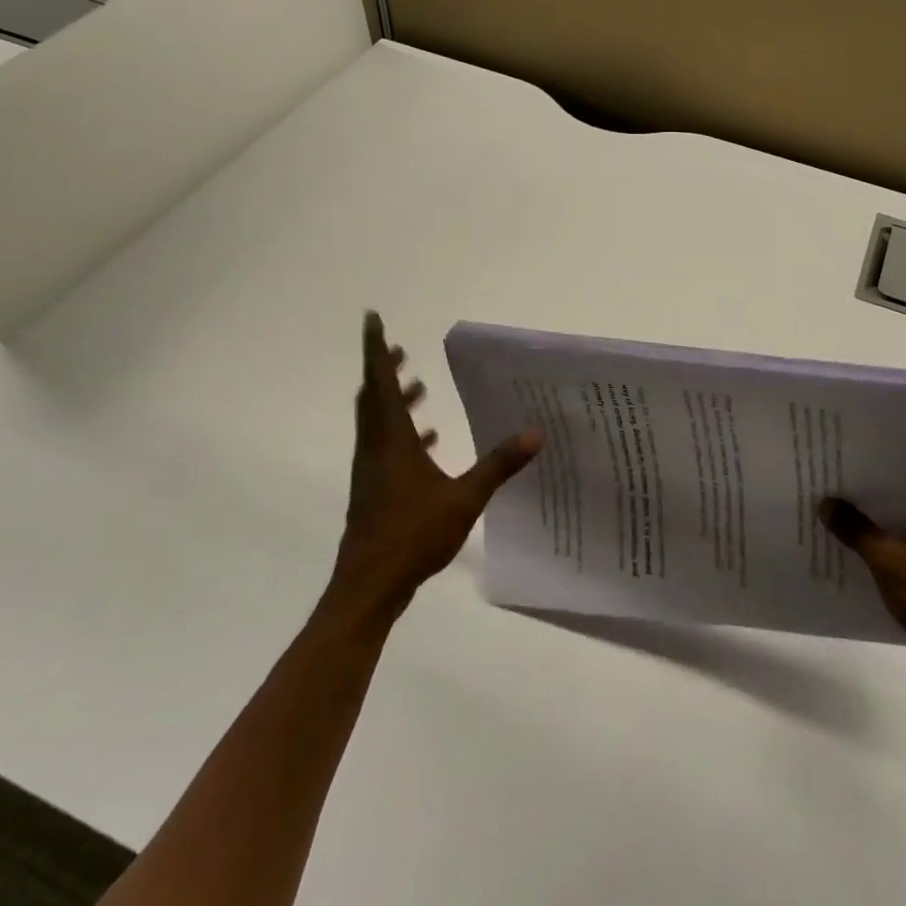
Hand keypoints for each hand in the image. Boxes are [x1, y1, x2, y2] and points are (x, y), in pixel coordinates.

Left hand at [324, 312, 541, 628]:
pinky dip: (402, 434)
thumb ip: (499, 464)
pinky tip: (427, 442)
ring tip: (419, 388)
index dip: (376, 349)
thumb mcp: (464, 499)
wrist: (369, 587)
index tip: (371, 318)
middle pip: (374, 397)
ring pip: (377, 423)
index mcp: (391, 440)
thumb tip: (536, 433)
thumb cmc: (412, 535)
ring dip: (394, 401)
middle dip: (386, 370)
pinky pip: (385, 448)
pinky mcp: (373, 491)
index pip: (380, 382)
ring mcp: (371, 471)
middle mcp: (376, 448)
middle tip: (402, 350)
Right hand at [820, 469, 905, 684]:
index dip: (869, 466)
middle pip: (900, 494)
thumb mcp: (891, 562)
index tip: (834, 461)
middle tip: (823, 484)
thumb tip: (825, 502)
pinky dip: (879, 544)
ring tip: (827, 512)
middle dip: (864, 494)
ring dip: (869, 521)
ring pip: (899, 521)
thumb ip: (857, 529)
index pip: (903, 469)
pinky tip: (847, 546)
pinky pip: (903, 544)